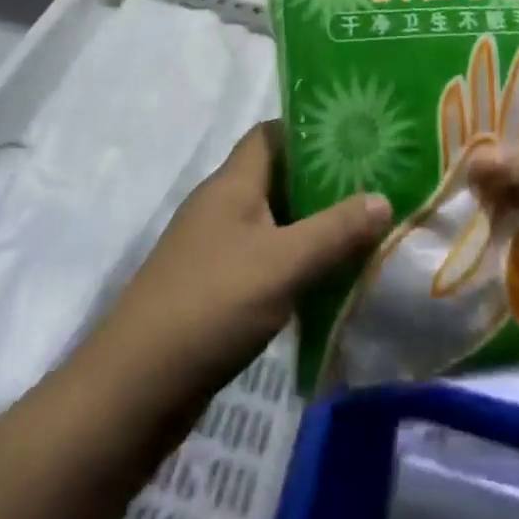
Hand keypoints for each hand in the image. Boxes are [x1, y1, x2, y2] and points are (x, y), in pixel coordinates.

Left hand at [82, 121, 392, 413]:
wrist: (135, 388)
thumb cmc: (211, 305)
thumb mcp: (283, 263)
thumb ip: (335, 230)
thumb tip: (382, 198)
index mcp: (232, 184)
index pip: (272, 133)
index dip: (311, 129)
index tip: (357, 138)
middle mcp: (221, 206)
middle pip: (277, 176)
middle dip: (323, 181)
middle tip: (374, 186)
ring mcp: (215, 248)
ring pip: (274, 221)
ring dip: (313, 225)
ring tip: (364, 229)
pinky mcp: (215, 287)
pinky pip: (265, 259)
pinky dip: (295, 262)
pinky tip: (328, 279)